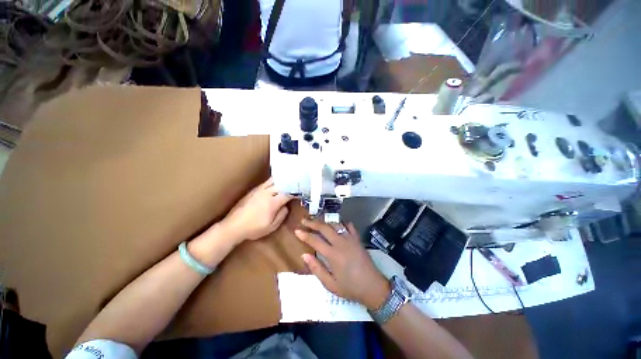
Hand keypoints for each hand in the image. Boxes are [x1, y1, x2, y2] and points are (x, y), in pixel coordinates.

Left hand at [220, 177, 291, 243]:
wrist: (233, 226)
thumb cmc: (253, 229)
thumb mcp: (271, 227)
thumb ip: (282, 215)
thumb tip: (286, 206)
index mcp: (272, 203)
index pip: (288, 193)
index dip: (296, 192)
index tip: (302, 191)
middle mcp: (266, 193)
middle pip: (281, 183)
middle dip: (291, 182)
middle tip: (298, 182)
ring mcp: (259, 190)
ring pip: (273, 180)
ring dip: (282, 179)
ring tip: (289, 178)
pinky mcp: (253, 190)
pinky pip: (266, 182)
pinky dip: (274, 180)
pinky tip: (277, 182)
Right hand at [294, 219, 390, 309]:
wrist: (373, 287)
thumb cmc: (350, 288)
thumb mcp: (330, 284)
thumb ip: (316, 268)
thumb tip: (304, 255)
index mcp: (333, 255)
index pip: (315, 240)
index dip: (304, 234)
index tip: (296, 230)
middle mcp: (341, 243)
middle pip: (324, 227)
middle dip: (312, 222)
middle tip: (304, 220)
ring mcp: (350, 239)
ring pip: (335, 224)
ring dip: (325, 221)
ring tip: (317, 221)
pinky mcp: (357, 239)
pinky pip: (348, 226)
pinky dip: (341, 223)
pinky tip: (337, 224)